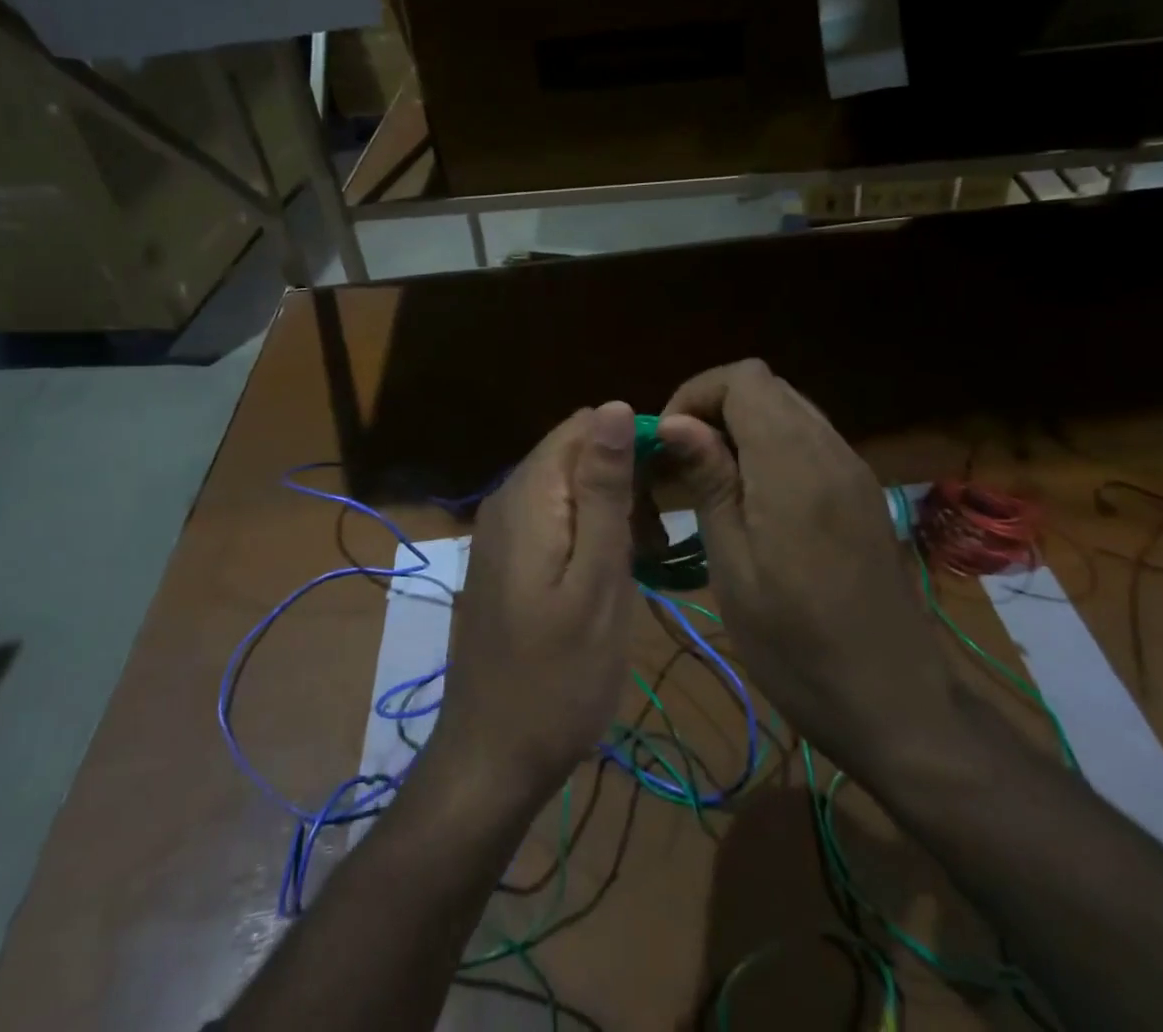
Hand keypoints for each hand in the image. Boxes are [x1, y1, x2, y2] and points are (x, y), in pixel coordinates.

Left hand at [429, 401, 639, 810]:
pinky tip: (610, 571)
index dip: (633, 444)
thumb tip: (614, 407)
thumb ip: (603, 490)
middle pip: (575, 451)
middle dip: (623, 477)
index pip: (586, 425)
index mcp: (530, 493)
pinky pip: (553, 515)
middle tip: (656, 539)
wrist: (492, 755)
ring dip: (609, 506)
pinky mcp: (504, 555)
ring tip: (642, 559)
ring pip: (567, 484)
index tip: (670, 491)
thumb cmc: (559, 676)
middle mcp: (507, 497)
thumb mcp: (597, 579)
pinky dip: (587, 529)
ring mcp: (500, 528)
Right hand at [657, 361, 959, 778]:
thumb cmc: (797, 646)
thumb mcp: (734, 566)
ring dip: (742, 425)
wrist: (896, 705)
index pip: (744, 379)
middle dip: (714, 407)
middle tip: (682, 461)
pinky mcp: (862, 492)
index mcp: (795, 465)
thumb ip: (709, 481)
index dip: (696, 394)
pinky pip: (809, 438)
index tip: (668, 442)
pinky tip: (752, 497)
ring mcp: (854, 470)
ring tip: (709, 478)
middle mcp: (831, 451)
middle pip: (767, 385)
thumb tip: (675, 421)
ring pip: (789, 408)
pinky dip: (771, 444)